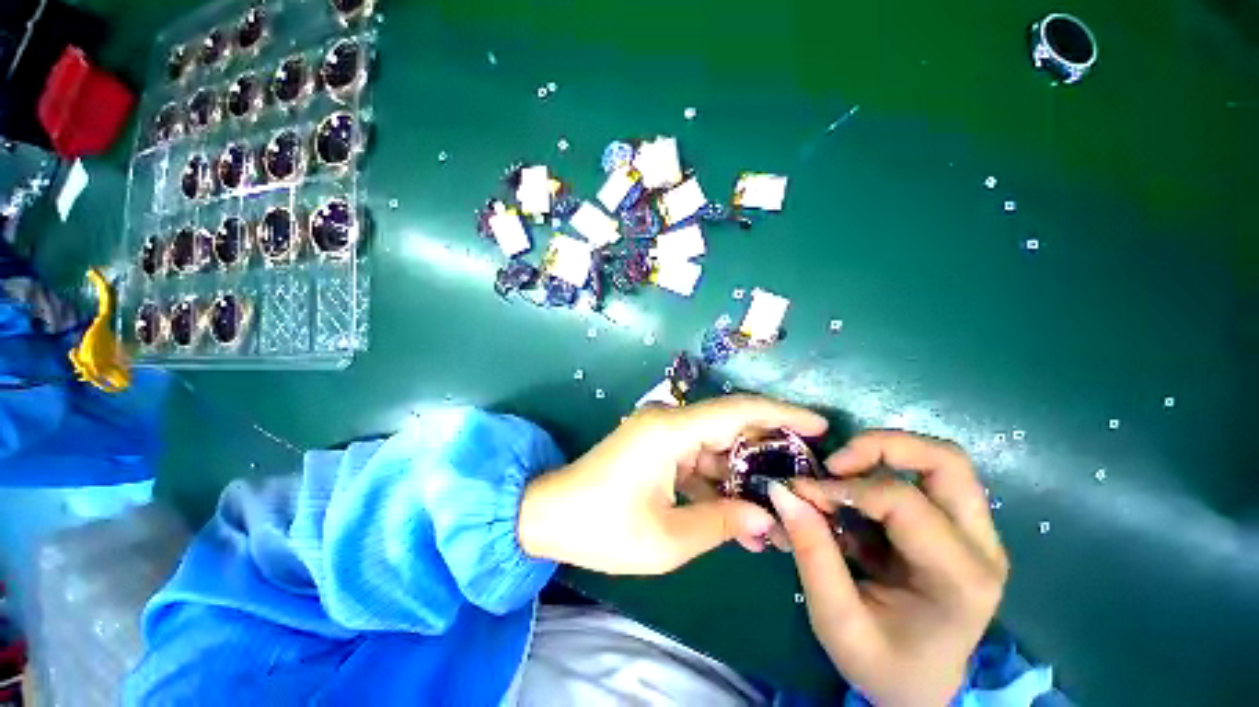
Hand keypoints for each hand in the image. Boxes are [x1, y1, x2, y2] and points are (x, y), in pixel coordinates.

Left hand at [518, 395, 827, 574]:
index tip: (820, 424)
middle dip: (769, 448)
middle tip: (808, 473)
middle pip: (731, 425)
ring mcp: (661, 433)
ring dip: (744, 472)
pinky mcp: (656, 447)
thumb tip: (766, 515)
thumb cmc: (602, 528)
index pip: (737, 411)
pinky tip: (739, 508)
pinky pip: (698, 456)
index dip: (781, 414)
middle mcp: (668, 421)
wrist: (549, 515)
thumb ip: (721, 522)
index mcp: (670, 431)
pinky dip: (719, 479)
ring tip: (777, 504)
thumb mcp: (666, 538)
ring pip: (716, 444)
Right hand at [768, 431, 1008, 706]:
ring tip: (841, 472)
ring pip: (940, 461)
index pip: (903, 502)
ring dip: (884, 454)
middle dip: (882, 446)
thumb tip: (782, 491)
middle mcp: (981, 548)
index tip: (802, 491)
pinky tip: (852, 499)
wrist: (923, 688)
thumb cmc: (882, 665)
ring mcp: (976, 535)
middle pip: (945, 461)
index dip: (844, 487)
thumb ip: (811, 552)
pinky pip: (922, 479)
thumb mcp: (836, 619)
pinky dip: (881, 474)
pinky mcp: (958, 529)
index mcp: (960, 580)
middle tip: (835, 462)